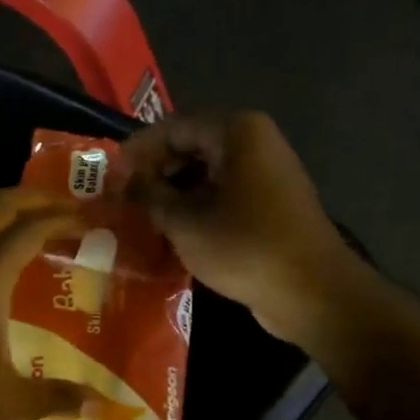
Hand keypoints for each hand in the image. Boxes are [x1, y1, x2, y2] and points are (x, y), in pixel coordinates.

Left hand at [0, 188, 95, 419]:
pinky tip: (6, 263)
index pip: (30, 229)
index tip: (94, 220)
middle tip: (70, 209)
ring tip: (40, 227)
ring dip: (7, 213)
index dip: (64, 219)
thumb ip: (60, 395)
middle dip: (35, 198)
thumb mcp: (16, 402)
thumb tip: (99, 403)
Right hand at [121, 112, 365, 347]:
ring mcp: (266, 173)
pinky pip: (223, 195)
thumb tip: (123, 183)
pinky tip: (172, 232)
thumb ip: (148, 195)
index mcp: (237, 132)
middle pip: (190, 147)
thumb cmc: (244, 247)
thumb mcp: (185, 222)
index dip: (136, 152)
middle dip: (154, 173)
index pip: (171, 128)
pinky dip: (196, 208)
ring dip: (173, 194)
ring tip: (141, 219)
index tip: (108, 179)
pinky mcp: (270, 204)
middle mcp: (255, 142)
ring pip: (205, 174)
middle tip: (122, 201)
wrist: (310, 291)